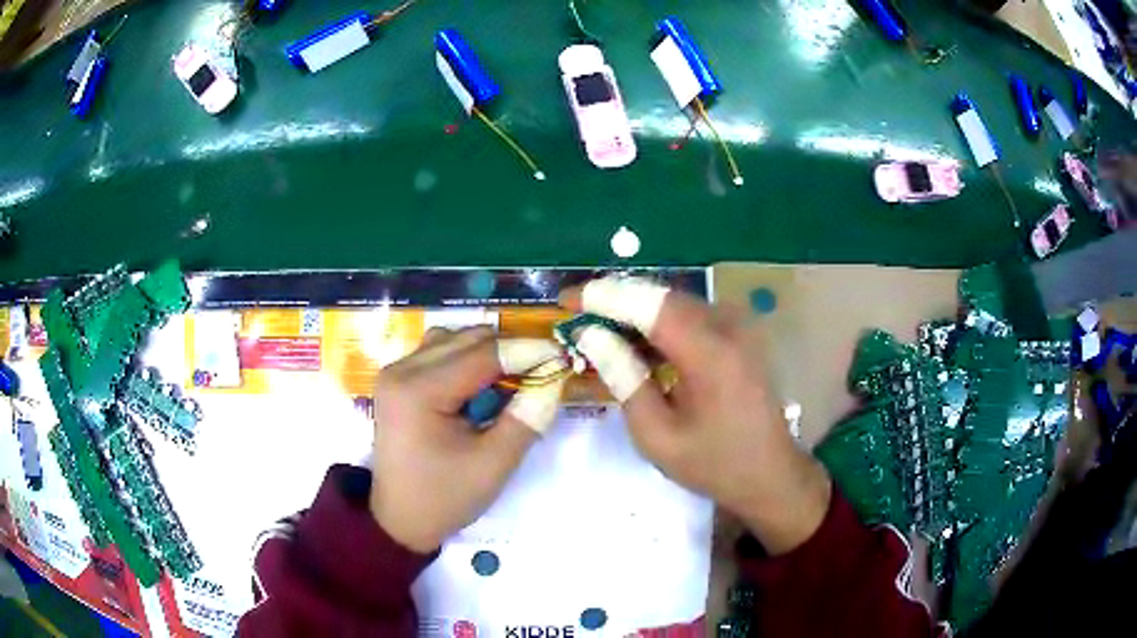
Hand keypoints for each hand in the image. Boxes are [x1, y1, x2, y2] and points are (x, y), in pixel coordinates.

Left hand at [369, 327, 565, 552]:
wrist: (399, 520)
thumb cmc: (445, 497)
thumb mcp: (493, 464)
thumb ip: (527, 418)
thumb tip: (556, 376)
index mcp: (419, 391)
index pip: (484, 353)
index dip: (528, 351)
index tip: (564, 357)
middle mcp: (402, 370)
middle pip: (468, 338)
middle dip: (511, 351)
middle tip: (543, 375)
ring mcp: (396, 372)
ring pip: (454, 339)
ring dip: (488, 353)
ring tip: (511, 383)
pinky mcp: (398, 380)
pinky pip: (439, 352)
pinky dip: (467, 361)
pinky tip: (481, 388)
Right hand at [560, 278, 831, 553]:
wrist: (770, 473)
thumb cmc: (713, 464)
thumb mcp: (657, 436)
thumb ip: (624, 380)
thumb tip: (591, 336)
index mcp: (710, 353)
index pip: (649, 305)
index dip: (604, 296)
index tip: (565, 300)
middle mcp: (728, 327)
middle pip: (661, 296)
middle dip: (615, 299)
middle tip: (576, 314)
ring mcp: (739, 327)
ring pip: (675, 302)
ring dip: (635, 310)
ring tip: (597, 327)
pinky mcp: (740, 334)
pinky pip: (691, 315)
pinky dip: (659, 322)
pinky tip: (636, 341)